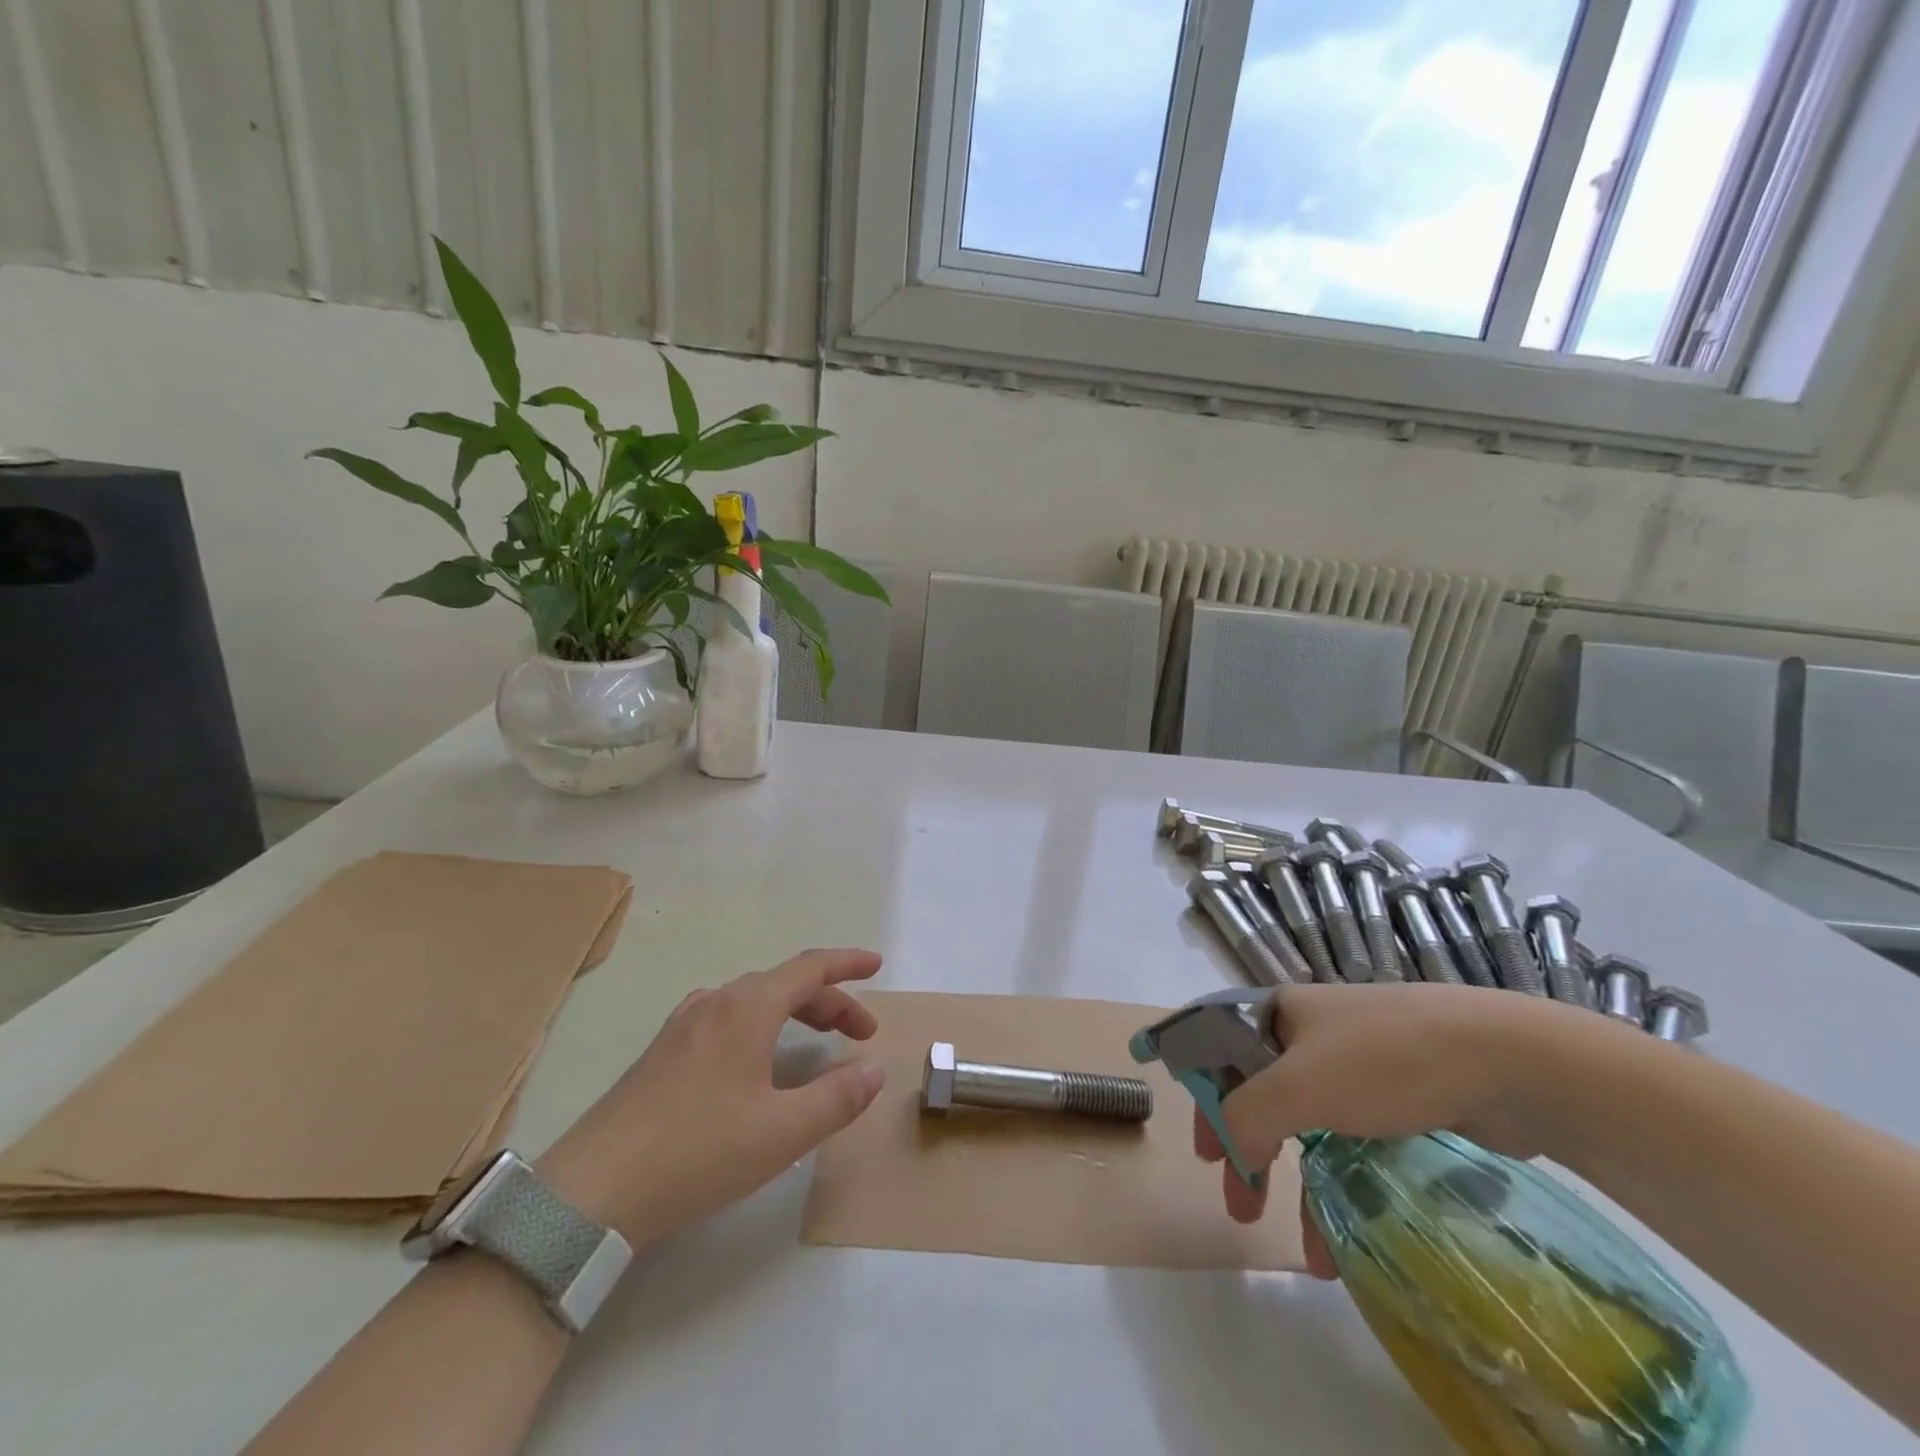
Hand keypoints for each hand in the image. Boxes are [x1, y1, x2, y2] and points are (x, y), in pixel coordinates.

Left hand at [538, 948, 885, 1245]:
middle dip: (829, 1002)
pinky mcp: (662, 1052)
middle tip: (859, 1035)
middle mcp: (715, 1002)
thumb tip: (873, 1071)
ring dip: (794, 1013)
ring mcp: (683, 1025)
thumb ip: (836, 1098)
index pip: (810, 967)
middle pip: (784, 985)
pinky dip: (762, 1026)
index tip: (877, 966)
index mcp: (747, 1008)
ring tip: (816, 1044)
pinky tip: (757, 1061)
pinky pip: (727, 1019)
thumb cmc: (697, 1152)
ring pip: (754, 1001)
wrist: (591, 1190)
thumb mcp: (781, 1133)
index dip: (847, 964)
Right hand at [1191, 983, 1588, 1276]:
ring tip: (1309, 1250)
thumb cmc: (1384, 1060)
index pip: (1221, 1050)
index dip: (1205, 1096)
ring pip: (1312, 1127)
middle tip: (1241, 1203)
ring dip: (1303, 1186)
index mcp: (1280, 1014)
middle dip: (1249, 1151)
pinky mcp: (1404, 1099)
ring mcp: (1361, 1066)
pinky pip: (1356, 1143)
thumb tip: (1230, 1147)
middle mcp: (1314, 1034)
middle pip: (1263, 1093)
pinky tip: (1351, 1232)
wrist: (1505, 1059)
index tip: (1205, 1152)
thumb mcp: (1297, 1085)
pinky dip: (1348, 1187)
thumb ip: (1246, 1116)